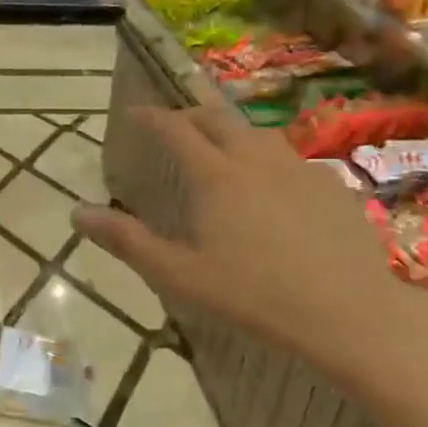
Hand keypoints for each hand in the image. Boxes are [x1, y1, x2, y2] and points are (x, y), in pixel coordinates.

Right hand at [72, 99, 412, 376]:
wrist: (350, 314)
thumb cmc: (254, 295)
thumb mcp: (179, 274)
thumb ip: (126, 240)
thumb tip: (77, 212)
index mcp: (215, 175)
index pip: (175, 129)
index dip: (151, 116)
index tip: (133, 112)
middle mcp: (256, 159)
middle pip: (218, 119)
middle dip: (189, 114)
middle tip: (173, 125)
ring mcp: (299, 169)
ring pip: (257, 134)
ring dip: (230, 133)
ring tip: (220, 151)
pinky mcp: (332, 187)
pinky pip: (290, 159)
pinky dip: (267, 160)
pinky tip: (272, 188)